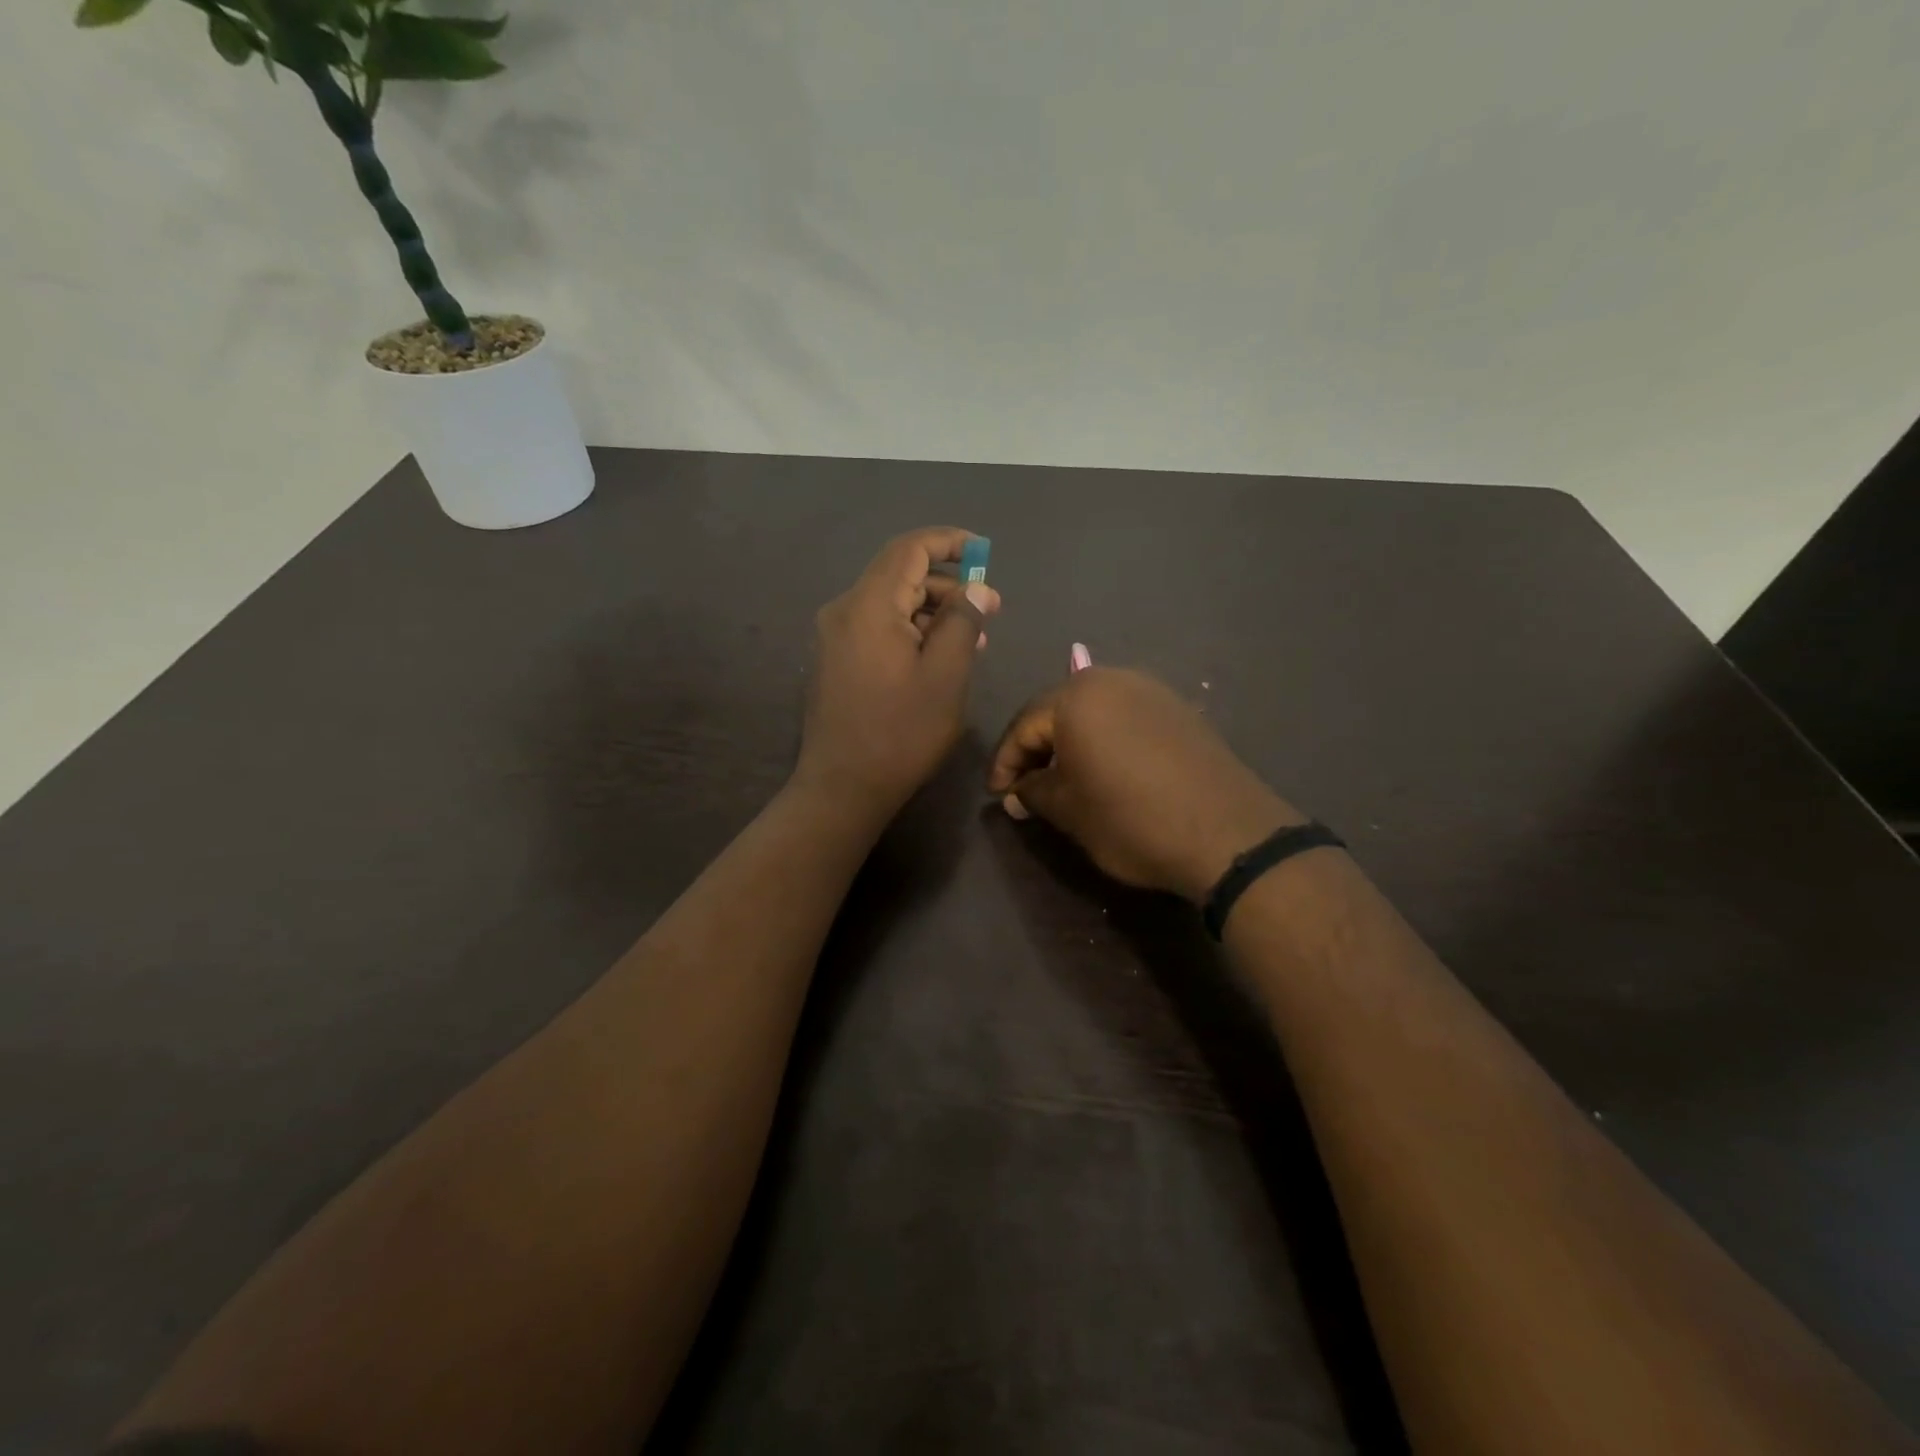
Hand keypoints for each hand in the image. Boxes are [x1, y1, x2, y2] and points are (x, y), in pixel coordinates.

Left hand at [794, 527, 1000, 822]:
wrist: (842, 788)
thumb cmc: (901, 733)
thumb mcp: (946, 676)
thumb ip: (963, 622)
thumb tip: (976, 589)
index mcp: (869, 605)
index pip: (909, 549)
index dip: (949, 542)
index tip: (984, 553)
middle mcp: (844, 610)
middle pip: (898, 575)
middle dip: (946, 585)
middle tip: (989, 610)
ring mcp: (833, 637)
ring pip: (889, 604)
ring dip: (931, 612)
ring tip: (972, 640)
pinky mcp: (834, 661)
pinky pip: (877, 628)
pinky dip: (910, 631)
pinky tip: (936, 658)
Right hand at [987, 668, 1302, 901]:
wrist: (1228, 834)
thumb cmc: (1132, 819)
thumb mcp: (1070, 811)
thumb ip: (1033, 793)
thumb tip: (1016, 793)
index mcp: (1076, 696)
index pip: (1023, 725)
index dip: (1005, 763)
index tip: (998, 796)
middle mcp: (1112, 679)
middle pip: (1057, 710)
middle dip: (1037, 749)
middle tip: (1025, 787)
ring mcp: (1151, 690)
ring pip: (1093, 711)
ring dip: (1071, 743)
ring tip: (1063, 779)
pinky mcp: (1178, 709)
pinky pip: (1125, 717)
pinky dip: (1105, 739)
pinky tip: (1105, 770)